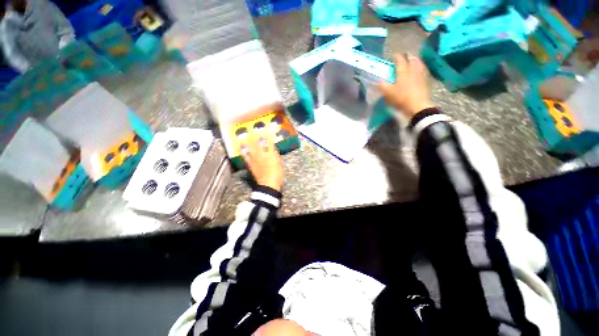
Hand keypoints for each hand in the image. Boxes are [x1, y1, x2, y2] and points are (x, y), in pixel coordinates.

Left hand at [240, 132, 283, 191]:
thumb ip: (276, 156)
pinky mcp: (251, 166)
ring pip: (250, 150)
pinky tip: (243, 150)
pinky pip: (246, 158)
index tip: (265, 133)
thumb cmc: (277, 175)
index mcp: (271, 155)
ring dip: (247, 144)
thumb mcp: (279, 164)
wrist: (268, 185)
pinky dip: (244, 153)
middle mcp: (262, 156)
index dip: (267, 137)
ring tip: (243, 140)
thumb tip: (273, 150)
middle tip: (251, 133)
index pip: (269, 144)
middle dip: (255, 138)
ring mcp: (255, 160)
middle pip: (257, 144)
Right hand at [378, 53, 434, 117]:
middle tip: (404, 58)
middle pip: (411, 59)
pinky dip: (420, 67)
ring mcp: (420, 74)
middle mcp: (412, 70)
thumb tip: (378, 80)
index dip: (396, 57)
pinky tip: (419, 70)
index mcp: (403, 71)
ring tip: (412, 61)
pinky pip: (423, 70)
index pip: (400, 59)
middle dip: (407, 56)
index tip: (393, 57)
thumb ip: (382, 86)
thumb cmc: (401, 98)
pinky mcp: (425, 80)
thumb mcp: (388, 93)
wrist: (417, 106)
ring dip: (415, 60)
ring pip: (419, 63)